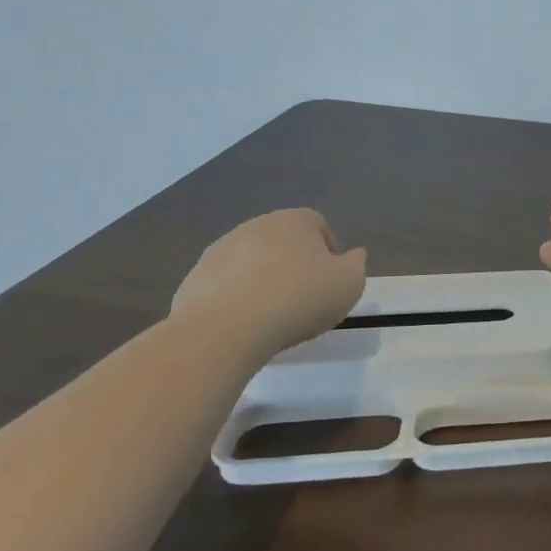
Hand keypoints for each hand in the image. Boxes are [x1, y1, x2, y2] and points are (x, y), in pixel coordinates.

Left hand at [172, 209, 366, 355]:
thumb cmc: (299, 299)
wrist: (226, 329)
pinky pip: (224, 286)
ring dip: (262, 281)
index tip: (330, 284)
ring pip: (252, 262)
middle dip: (294, 266)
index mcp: (296, 220)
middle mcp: (257, 225)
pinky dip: (235, 300)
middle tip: (303, 301)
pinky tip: (242, 325)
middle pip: (284, 242)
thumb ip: (356, 264)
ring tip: (271, 317)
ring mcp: (221, 249)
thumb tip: (352, 255)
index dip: (329, 254)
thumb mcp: (350, 283)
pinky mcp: (195, 278)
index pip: (319, 227)